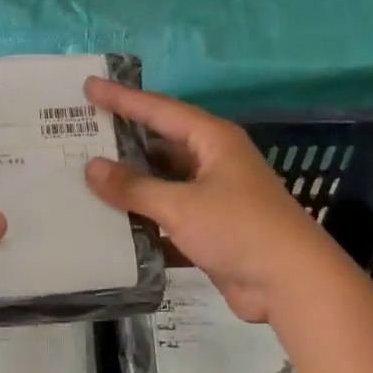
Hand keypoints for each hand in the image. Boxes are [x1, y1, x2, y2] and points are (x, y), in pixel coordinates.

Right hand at [82, 77, 362, 324]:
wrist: (292, 285)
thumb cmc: (240, 229)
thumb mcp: (182, 205)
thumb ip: (134, 188)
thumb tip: (91, 168)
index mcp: (212, 140)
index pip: (159, 110)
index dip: (122, 98)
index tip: (89, 87)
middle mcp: (213, 162)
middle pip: (159, 145)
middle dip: (122, 143)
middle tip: (80, 134)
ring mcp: (213, 197)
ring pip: (162, 184)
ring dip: (131, 186)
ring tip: (85, 179)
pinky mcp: (210, 230)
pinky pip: (168, 217)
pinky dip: (144, 221)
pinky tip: (111, 225)